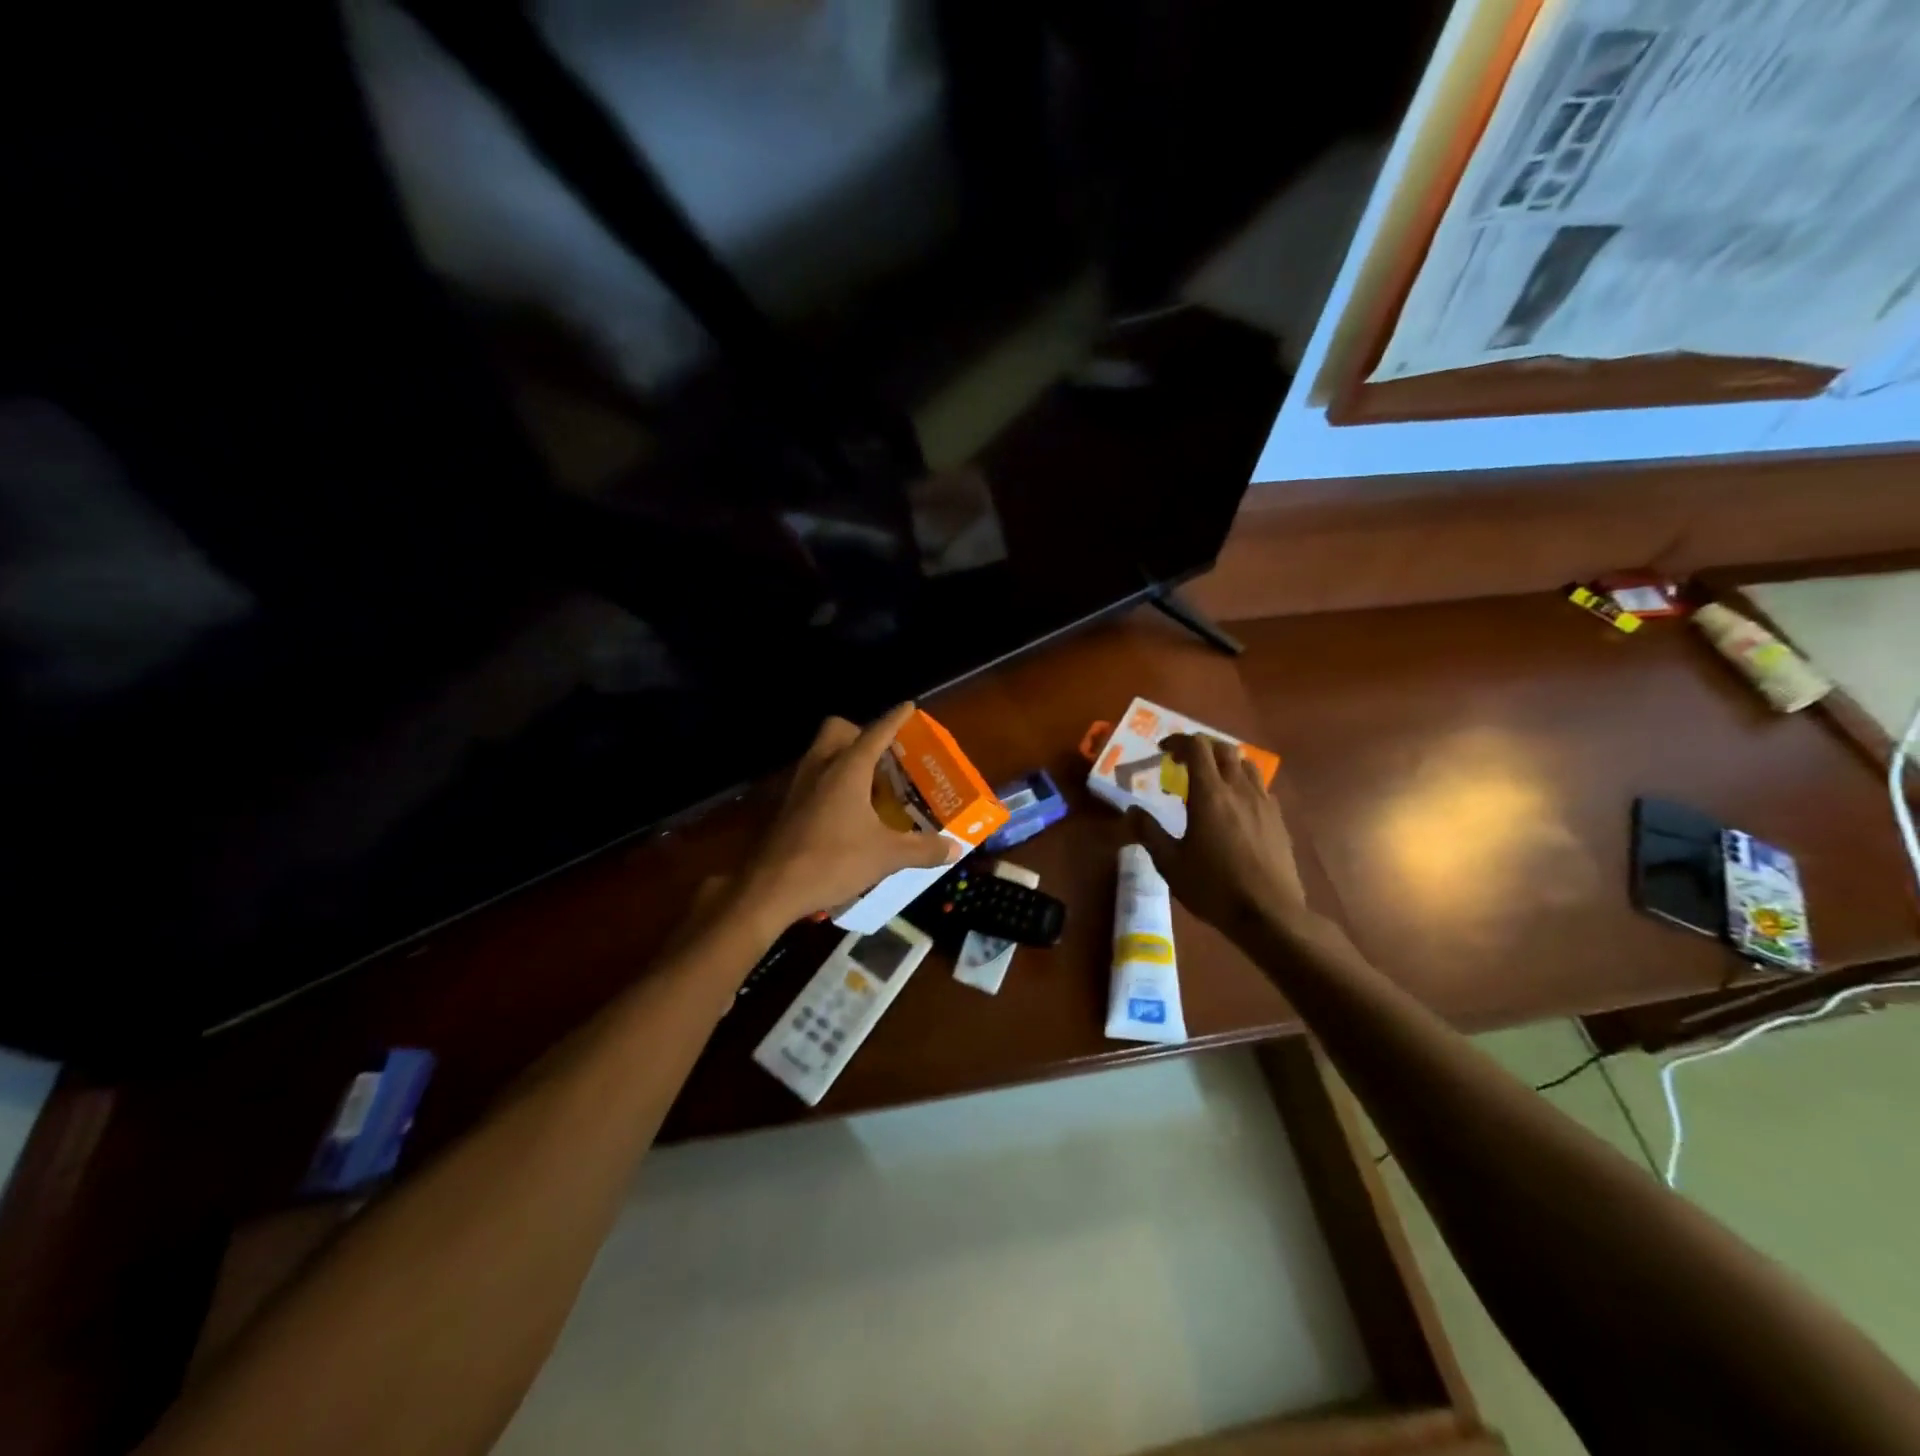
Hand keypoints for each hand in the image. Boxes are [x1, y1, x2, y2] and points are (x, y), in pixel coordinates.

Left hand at [741, 704, 959, 927]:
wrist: (772, 888)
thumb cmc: (832, 861)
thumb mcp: (886, 856)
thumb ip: (923, 849)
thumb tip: (954, 848)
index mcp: (847, 769)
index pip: (876, 732)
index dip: (895, 719)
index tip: (909, 707)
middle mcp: (821, 767)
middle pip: (838, 731)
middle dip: (860, 733)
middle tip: (884, 756)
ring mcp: (799, 786)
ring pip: (822, 753)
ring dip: (846, 758)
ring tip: (871, 784)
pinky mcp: (788, 806)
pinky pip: (814, 778)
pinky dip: (832, 782)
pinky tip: (848, 811)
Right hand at [1125, 734, 1313, 939]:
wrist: (1269, 913)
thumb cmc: (1213, 887)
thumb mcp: (1170, 863)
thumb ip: (1150, 833)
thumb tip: (1132, 810)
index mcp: (1210, 794)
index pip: (1197, 748)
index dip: (1179, 742)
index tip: (1163, 751)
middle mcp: (1239, 789)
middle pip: (1224, 749)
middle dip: (1202, 748)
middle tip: (1184, 763)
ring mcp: (1263, 803)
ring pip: (1247, 765)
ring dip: (1226, 763)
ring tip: (1212, 780)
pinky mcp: (1278, 820)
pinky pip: (1261, 787)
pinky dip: (1244, 784)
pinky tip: (1235, 807)